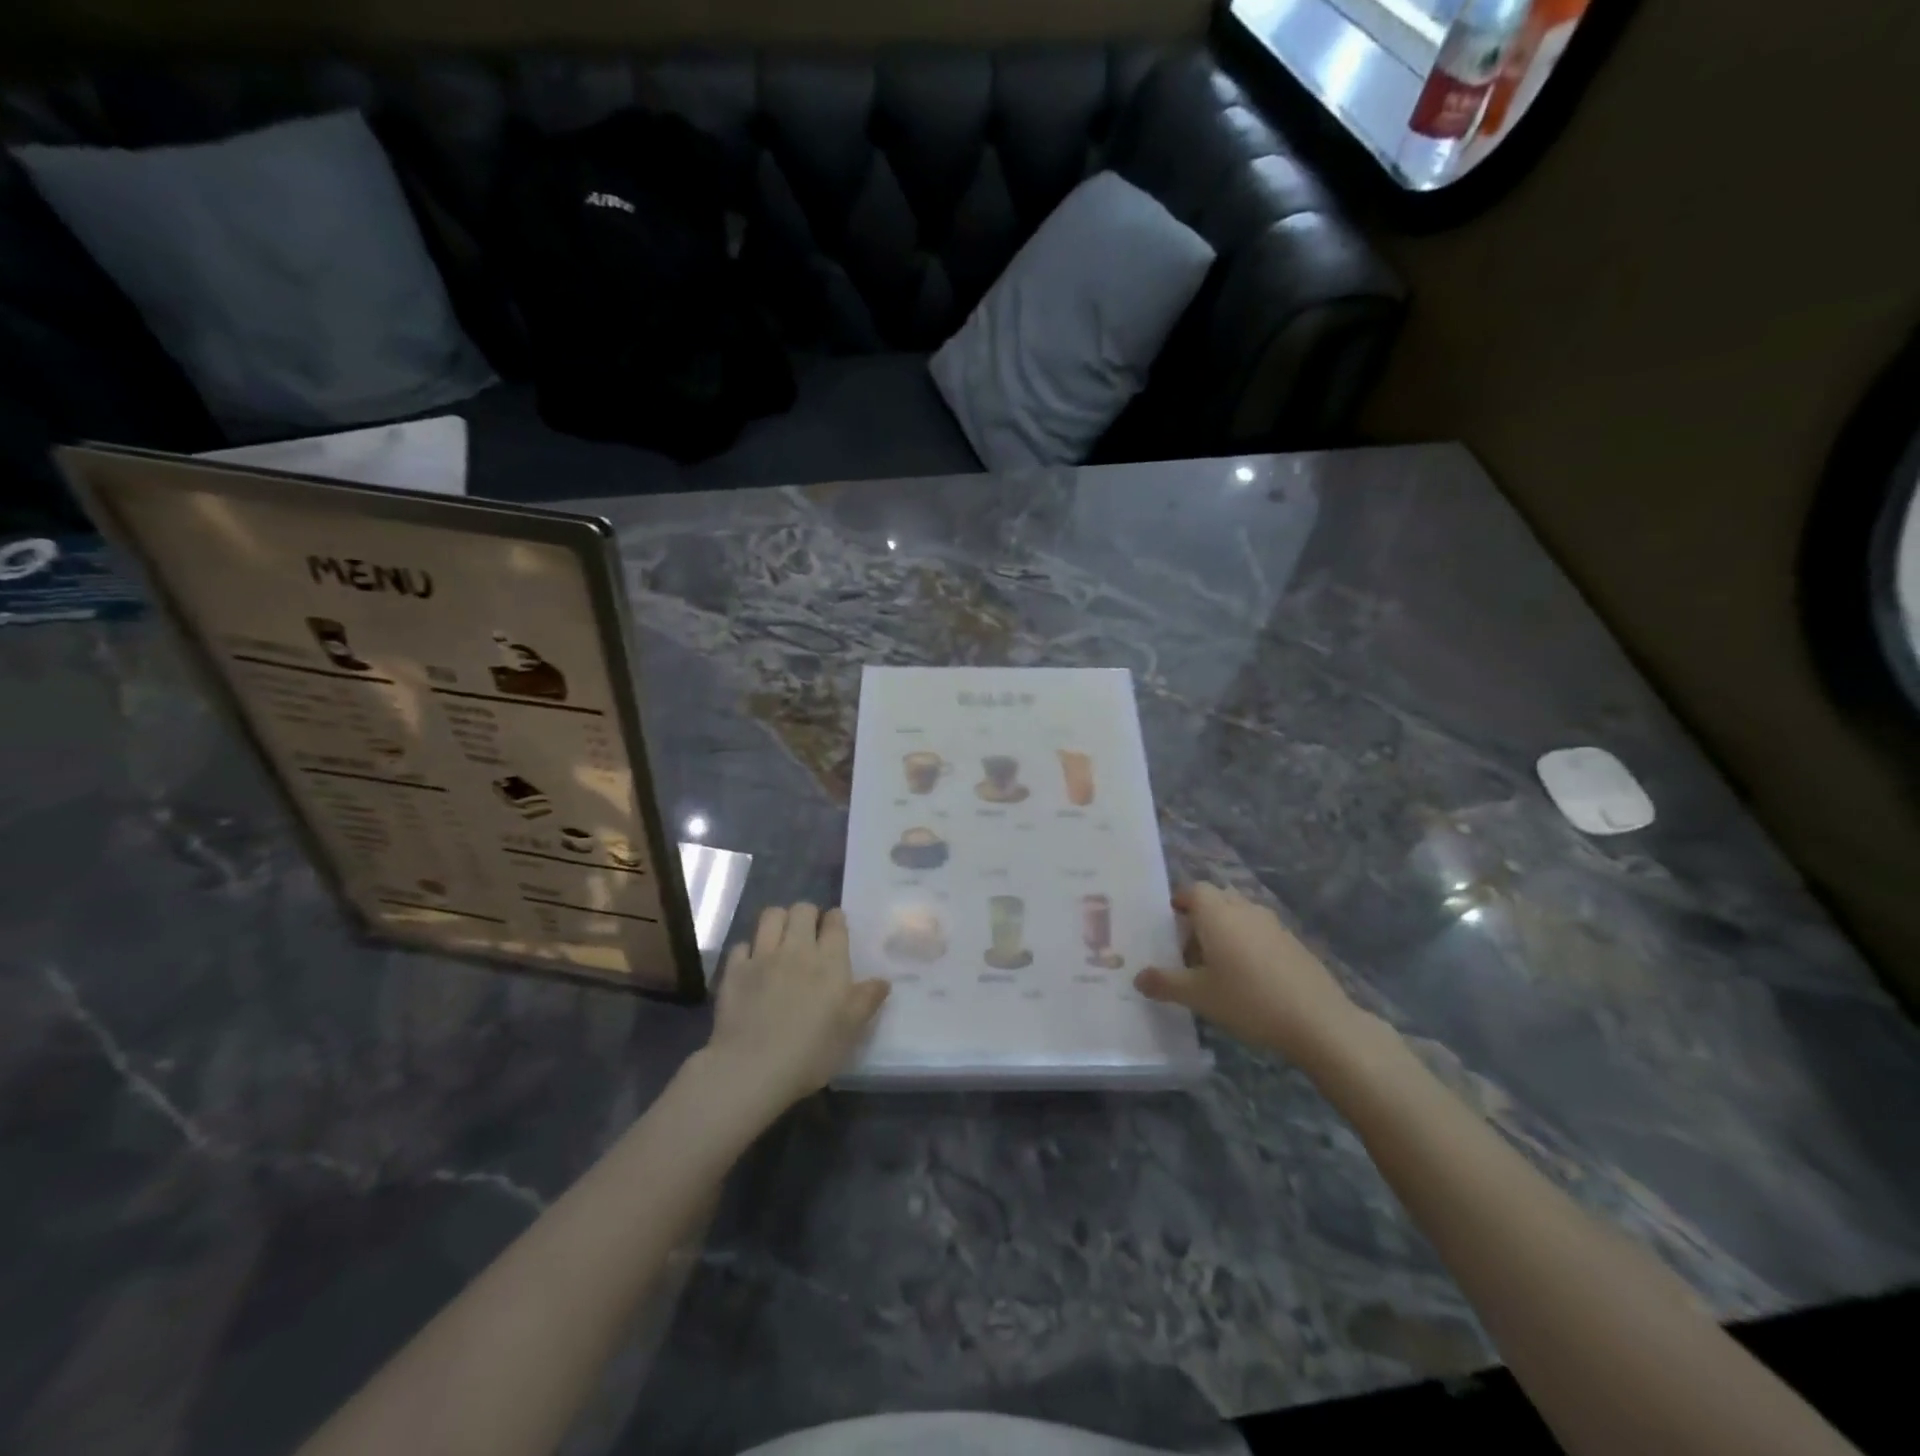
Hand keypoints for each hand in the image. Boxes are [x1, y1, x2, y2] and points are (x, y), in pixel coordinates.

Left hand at [702, 903, 889, 1116]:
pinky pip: (742, 945)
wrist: (753, 1068)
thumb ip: (867, 999)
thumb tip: (883, 980)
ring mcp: (762, 957)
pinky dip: (749, 950)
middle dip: (808, 914)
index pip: (835, 922)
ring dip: (779, 921)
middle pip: (802, 910)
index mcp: (829, 960)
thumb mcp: (851, 1029)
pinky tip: (752, 964)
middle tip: (809, 933)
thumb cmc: (812, 1050)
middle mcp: (796, 948)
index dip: (836, 920)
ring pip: (771, 916)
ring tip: (781, 938)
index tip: (835, 928)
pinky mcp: (734, 971)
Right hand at [1135, 883, 1363, 1067]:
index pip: (1193, 891)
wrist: (1318, 1021)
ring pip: (1240, 916)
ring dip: (1225, 932)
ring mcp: (1273, 924)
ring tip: (1216, 967)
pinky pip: (1260, 933)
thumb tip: (1138, 978)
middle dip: (1200, 918)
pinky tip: (1248, 979)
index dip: (1179, 903)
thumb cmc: (1248, 1000)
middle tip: (1188, 951)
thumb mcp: (1198, 996)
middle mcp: (1244, 909)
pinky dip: (1248, 945)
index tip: (1170, 925)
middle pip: (1217, 900)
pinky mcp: (1293, 942)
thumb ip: (1165, 983)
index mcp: (1217, 914)